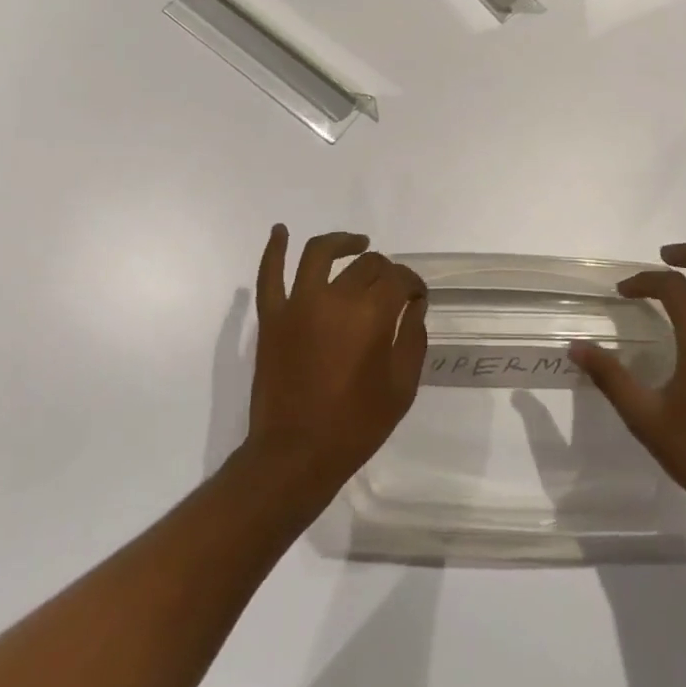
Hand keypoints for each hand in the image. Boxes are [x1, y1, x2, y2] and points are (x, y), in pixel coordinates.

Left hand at [242, 226, 427, 497]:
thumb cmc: (355, 426)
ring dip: (342, 242)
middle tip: (391, 288)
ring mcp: (298, 304)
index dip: (413, 285)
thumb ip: (412, 338)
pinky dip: (274, 249)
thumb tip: (413, 306)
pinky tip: (280, 231)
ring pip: (320, 253)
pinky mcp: (272, 317)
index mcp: (371, 314)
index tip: (416, 299)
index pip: (399, 278)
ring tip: (357, 244)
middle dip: (385, 271)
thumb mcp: (402, 387)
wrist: (295, 455)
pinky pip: (269, 275)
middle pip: (366, 265)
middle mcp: (335, 297)